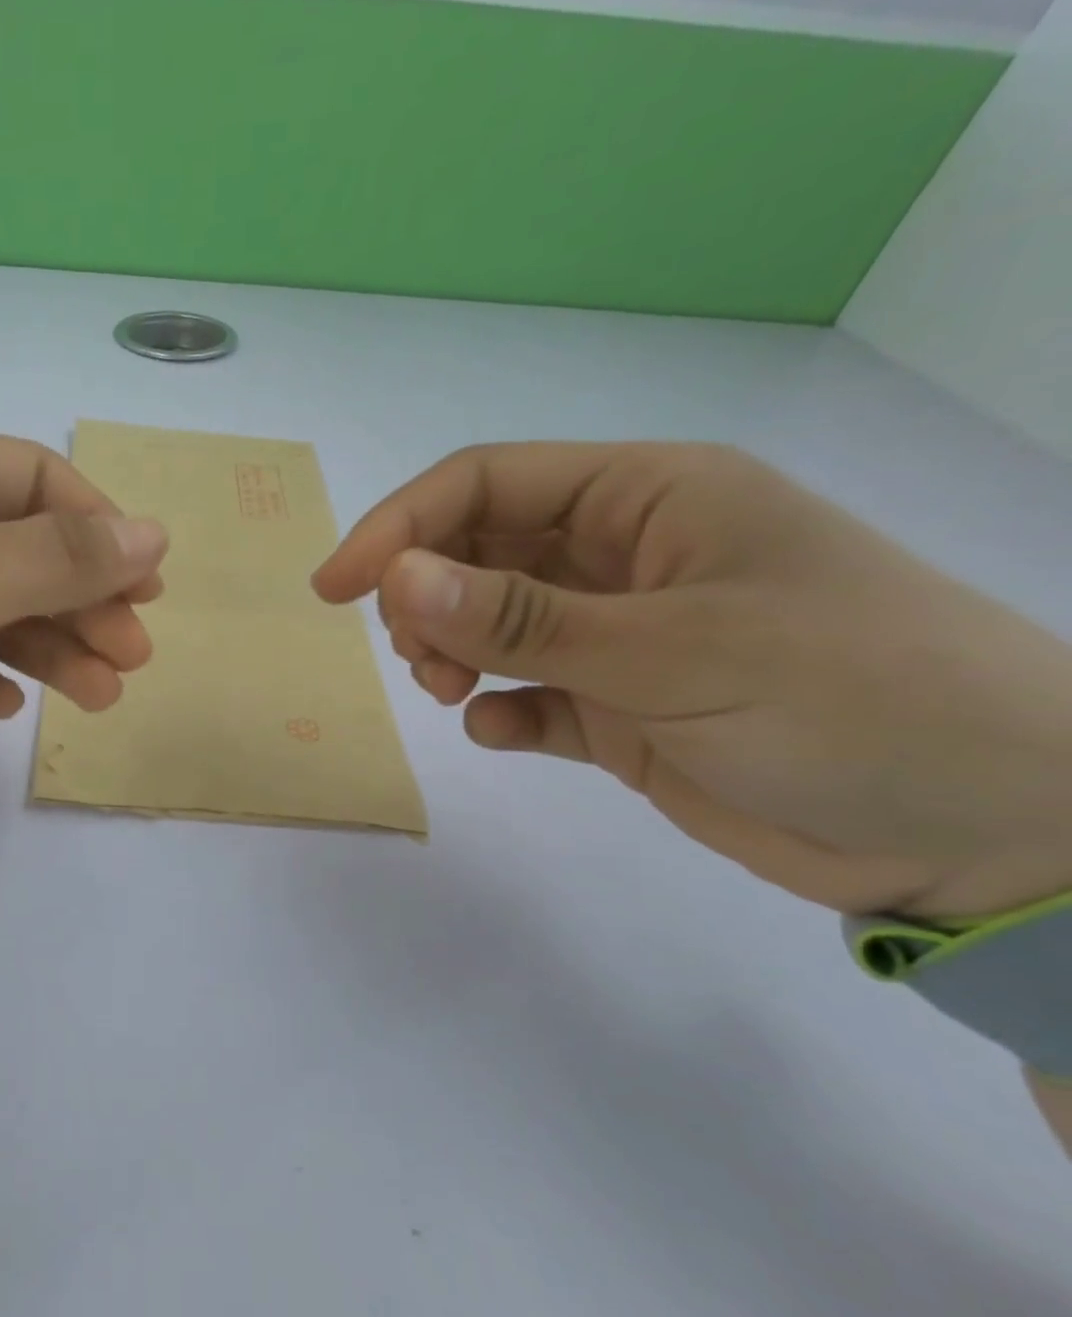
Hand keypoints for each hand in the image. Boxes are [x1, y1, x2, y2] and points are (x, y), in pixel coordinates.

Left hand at [0, 419, 168, 875]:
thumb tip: (153, 532)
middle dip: (82, 600)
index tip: (148, 590)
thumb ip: (49, 561)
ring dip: (49, 650)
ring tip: (99, 698)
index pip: (29, 481)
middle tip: (132, 659)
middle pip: (17, 552)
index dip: (98, 531)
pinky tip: (2, 706)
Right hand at [314, 442, 1071, 917]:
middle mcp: (624, 556)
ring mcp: (619, 634)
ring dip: (450, 650)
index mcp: (648, 499)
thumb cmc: (846, 699)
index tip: (334, 588)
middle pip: (478, 550)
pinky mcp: (620, 705)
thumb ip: (522, 618)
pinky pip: (526, 692)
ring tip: (449, 690)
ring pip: (491, 620)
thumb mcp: (672, 650)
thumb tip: (395, 580)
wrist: (982, 831)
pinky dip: (499, 708)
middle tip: (414, 655)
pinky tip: (502, 729)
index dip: (399, 528)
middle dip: (425, 597)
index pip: (487, 484)